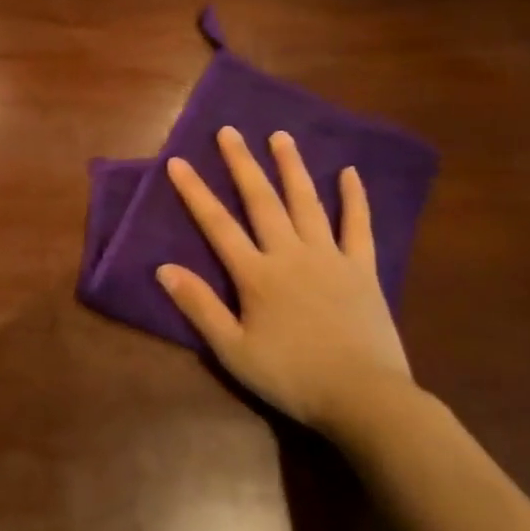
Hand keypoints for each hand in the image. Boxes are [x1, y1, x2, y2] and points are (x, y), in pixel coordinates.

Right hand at [157, 127, 413, 431]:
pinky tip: (349, 172)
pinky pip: (358, 226)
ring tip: (280, 136)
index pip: (217, 224)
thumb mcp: (234, 351)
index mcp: (257, 274)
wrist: (366, 399)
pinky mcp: (363, 269)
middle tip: (229, 131)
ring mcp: (330, 257)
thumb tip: (164, 268)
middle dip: (242, 164)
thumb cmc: (293, 377)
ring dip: (291, 167)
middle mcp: (290, 254)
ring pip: (307, 202)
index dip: (194, 192)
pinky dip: (354, 199)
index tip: (177, 161)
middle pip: (261, 200)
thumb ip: (200, 306)